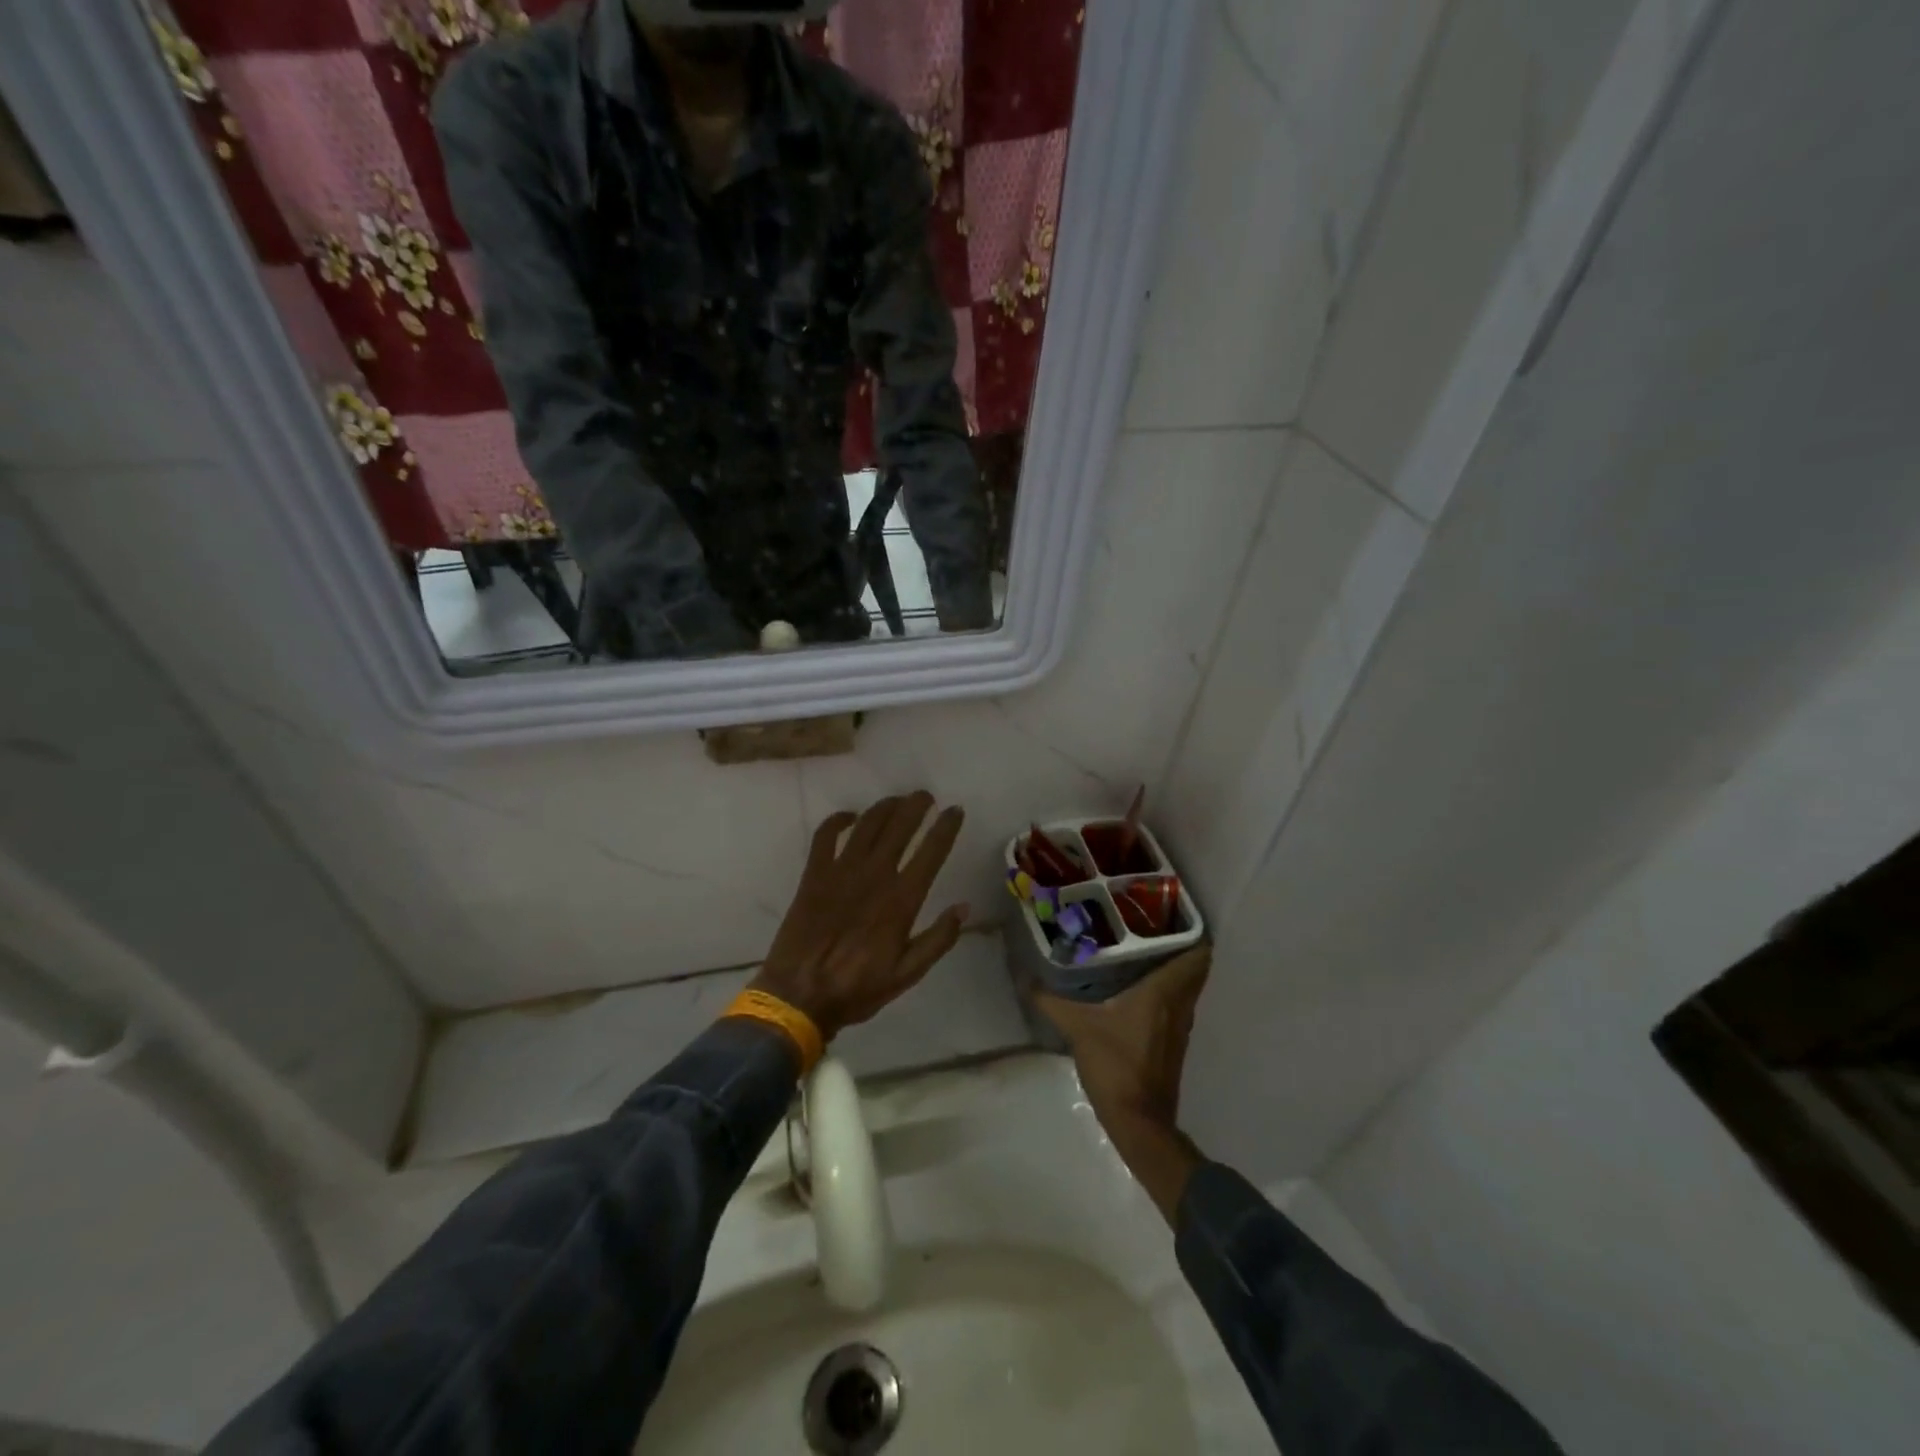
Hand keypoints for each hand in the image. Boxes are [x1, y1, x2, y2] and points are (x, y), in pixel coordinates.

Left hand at [750, 793, 968, 1041]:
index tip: (955, 810)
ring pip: (867, 824)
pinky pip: (825, 835)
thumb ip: (938, 939)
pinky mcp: (813, 874)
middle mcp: (874, 875)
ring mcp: (841, 871)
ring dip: (885, 806)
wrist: (798, 995)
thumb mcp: (907, 974)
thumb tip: (964, 907)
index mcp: (901, 899)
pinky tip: (849, 816)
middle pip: (900, 826)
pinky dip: (838, 820)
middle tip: (926, 796)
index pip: (931, 852)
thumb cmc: (857, 988)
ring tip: (897, 800)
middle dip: (916, 805)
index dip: (946, 827)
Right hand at [1037, 945, 1210, 1222]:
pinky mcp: (1173, 1043)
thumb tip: (1024, 976)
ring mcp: (1180, 1026)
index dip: (1192, 930)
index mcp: (1164, 992)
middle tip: (1149, 924)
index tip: (1171, 911)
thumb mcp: (1077, 1027)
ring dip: (1173, 968)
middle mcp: (1179, 1005)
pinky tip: (1138, 988)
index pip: (1198, 954)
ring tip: (1142, 949)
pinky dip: (1166, 990)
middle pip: (1194, 967)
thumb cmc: (1115, 1065)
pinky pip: (1177, 1004)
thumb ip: (1051, 1000)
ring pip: (1186, 987)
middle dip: (1179, 944)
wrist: (1139, 1122)